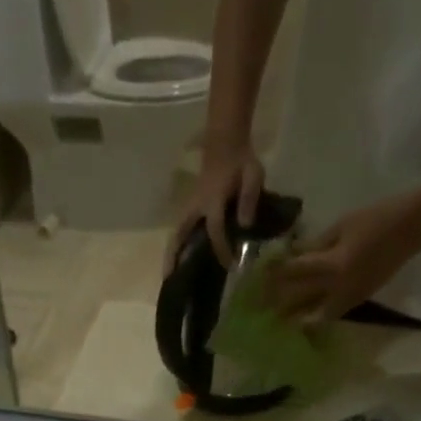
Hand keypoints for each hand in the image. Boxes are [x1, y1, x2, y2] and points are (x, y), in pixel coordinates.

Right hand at [164, 141, 264, 272]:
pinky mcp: (190, 209)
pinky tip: (177, 261)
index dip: (222, 249)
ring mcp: (190, 208)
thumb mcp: (253, 174)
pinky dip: (176, 246)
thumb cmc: (240, 159)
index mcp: (212, 200)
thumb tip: (245, 226)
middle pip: (180, 235)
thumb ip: (249, 198)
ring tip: (167, 276)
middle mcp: (196, 207)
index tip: (231, 266)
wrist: (226, 142)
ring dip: (171, 253)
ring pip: (176, 234)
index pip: (215, 230)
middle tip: (169, 279)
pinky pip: (180, 231)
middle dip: (175, 256)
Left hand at [266, 195, 420, 322]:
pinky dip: (314, 318)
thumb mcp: (341, 226)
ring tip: (276, 322)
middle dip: (278, 305)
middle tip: (258, 309)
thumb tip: (291, 255)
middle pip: (300, 301)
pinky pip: (329, 315)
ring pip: (314, 316)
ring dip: (294, 319)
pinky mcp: (358, 301)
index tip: (257, 278)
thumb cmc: (377, 218)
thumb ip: (315, 245)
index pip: (295, 273)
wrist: (414, 227)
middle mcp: (338, 288)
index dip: (275, 275)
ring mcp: (349, 298)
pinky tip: (302, 319)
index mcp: (334, 265)